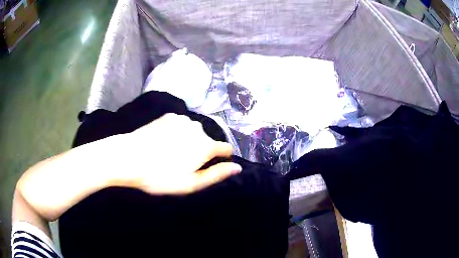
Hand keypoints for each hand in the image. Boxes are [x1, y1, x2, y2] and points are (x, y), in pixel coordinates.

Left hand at [116, 113, 241, 194]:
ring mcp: (182, 119)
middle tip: (183, 164)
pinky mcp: (169, 115)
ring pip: (195, 132)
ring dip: (190, 140)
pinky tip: (163, 141)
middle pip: (209, 140)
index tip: (208, 167)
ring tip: (172, 152)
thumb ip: (216, 175)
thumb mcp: (190, 184)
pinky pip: (181, 124)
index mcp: (205, 145)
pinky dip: (178, 132)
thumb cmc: (159, 176)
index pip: (225, 148)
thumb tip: (237, 167)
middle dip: (202, 151)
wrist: (128, 157)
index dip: (221, 159)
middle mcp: (198, 128)